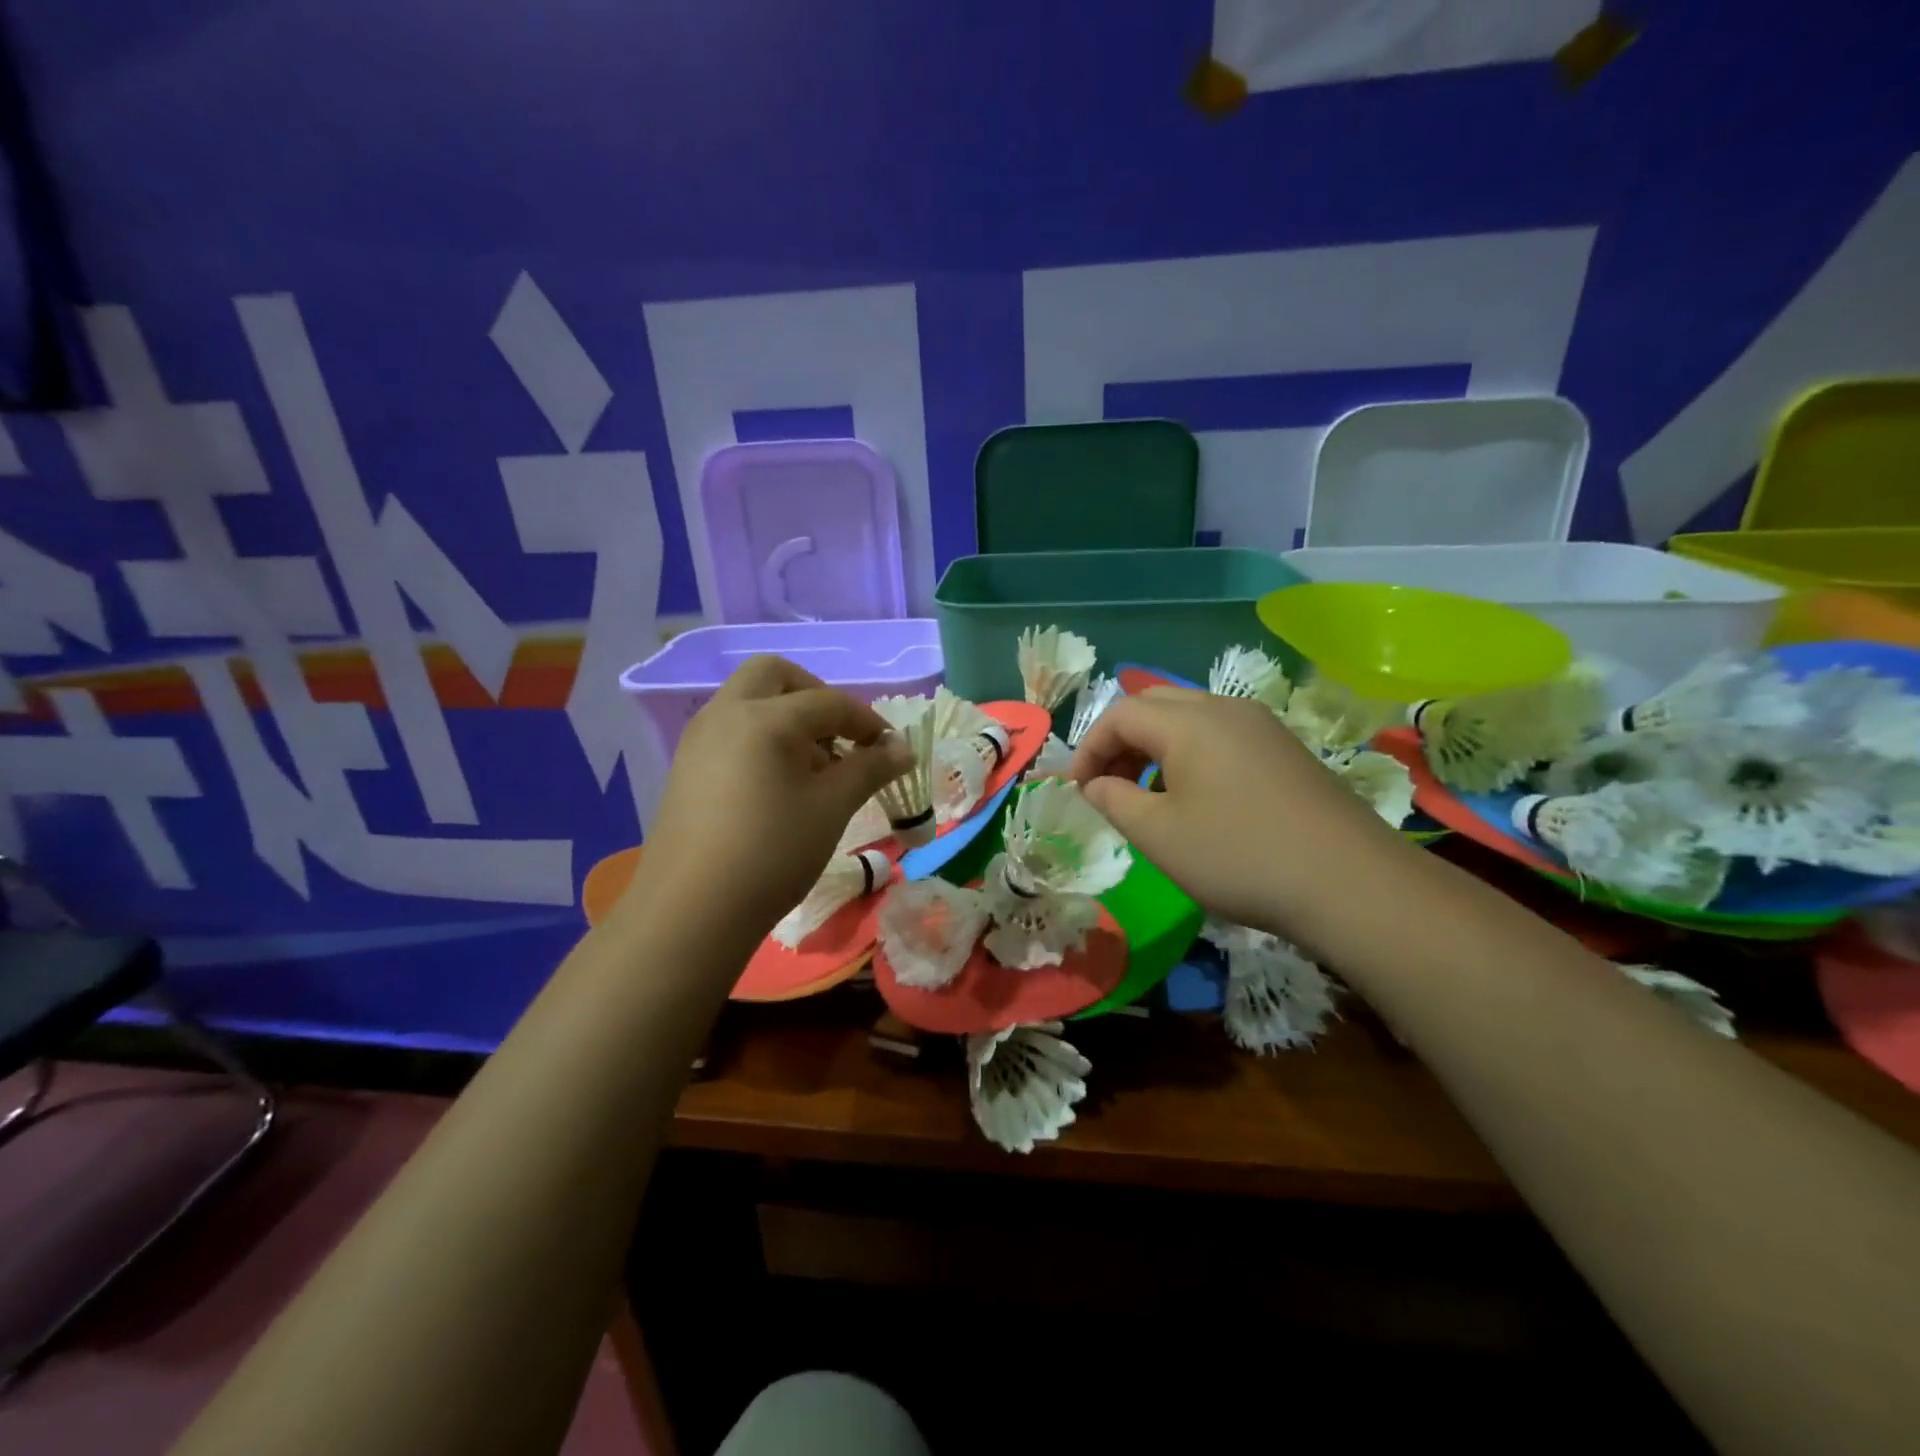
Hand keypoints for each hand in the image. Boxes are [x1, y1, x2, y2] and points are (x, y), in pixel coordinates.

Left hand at [630, 656, 912, 941]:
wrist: (691, 911)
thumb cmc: (772, 852)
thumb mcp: (832, 807)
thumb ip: (870, 768)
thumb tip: (903, 748)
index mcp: (764, 717)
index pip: (829, 701)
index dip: (867, 722)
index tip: (891, 750)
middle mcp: (725, 713)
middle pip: (776, 676)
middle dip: (816, 697)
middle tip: (840, 737)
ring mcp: (699, 739)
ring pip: (749, 702)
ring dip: (787, 718)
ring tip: (814, 769)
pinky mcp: (686, 767)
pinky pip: (732, 731)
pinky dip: (762, 738)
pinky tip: (779, 787)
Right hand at [1068, 687, 1412, 948]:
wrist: (1349, 882)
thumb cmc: (1238, 855)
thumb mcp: (1158, 834)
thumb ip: (1113, 800)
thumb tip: (1094, 784)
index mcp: (1189, 721)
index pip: (1119, 714)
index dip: (1088, 749)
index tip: (1077, 791)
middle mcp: (1225, 709)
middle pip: (1154, 706)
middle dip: (1120, 742)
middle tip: (1108, 787)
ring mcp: (1262, 726)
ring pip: (1190, 718)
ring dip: (1155, 748)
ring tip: (1147, 796)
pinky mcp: (1285, 749)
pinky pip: (1221, 735)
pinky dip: (1190, 755)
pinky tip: (1196, 799)